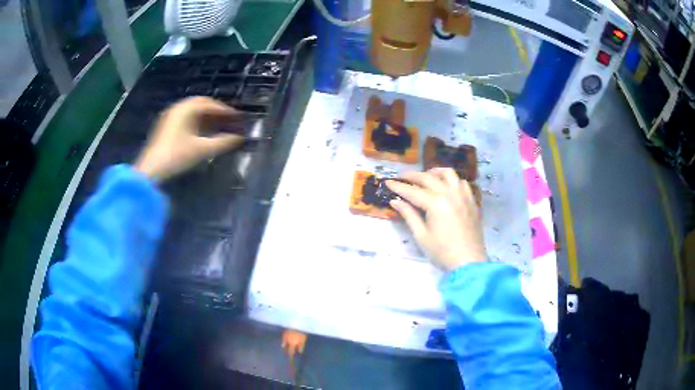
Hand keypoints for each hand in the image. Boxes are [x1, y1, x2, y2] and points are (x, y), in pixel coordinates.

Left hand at [134, 96, 243, 180]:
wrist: (150, 171)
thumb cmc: (176, 157)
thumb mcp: (202, 150)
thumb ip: (223, 143)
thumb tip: (240, 138)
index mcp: (187, 109)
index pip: (211, 104)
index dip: (226, 110)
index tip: (238, 117)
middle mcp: (178, 108)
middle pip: (201, 104)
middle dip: (217, 111)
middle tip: (229, 119)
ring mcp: (170, 116)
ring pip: (193, 111)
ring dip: (207, 116)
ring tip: (219, 125)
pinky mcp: (166, 126)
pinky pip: (186, 117)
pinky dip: (197, 121)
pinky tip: (202, 131)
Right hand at [386, 168, 485, 270]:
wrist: (468, 261)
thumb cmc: (442, 252)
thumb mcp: (421, 235)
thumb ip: (409, 215)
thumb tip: (395, 201)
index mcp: (436, 203)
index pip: (412, 191)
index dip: (398, 186)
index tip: (387, 183)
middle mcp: (450, 194)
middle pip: (428, 178)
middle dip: (412, 176)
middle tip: (401, 177)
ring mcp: (463, 195)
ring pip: (448, 174)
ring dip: (434, 172)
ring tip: (426, 176)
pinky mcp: (471, 201)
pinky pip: (461, 182)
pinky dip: (451, 180)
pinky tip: (446, 186)